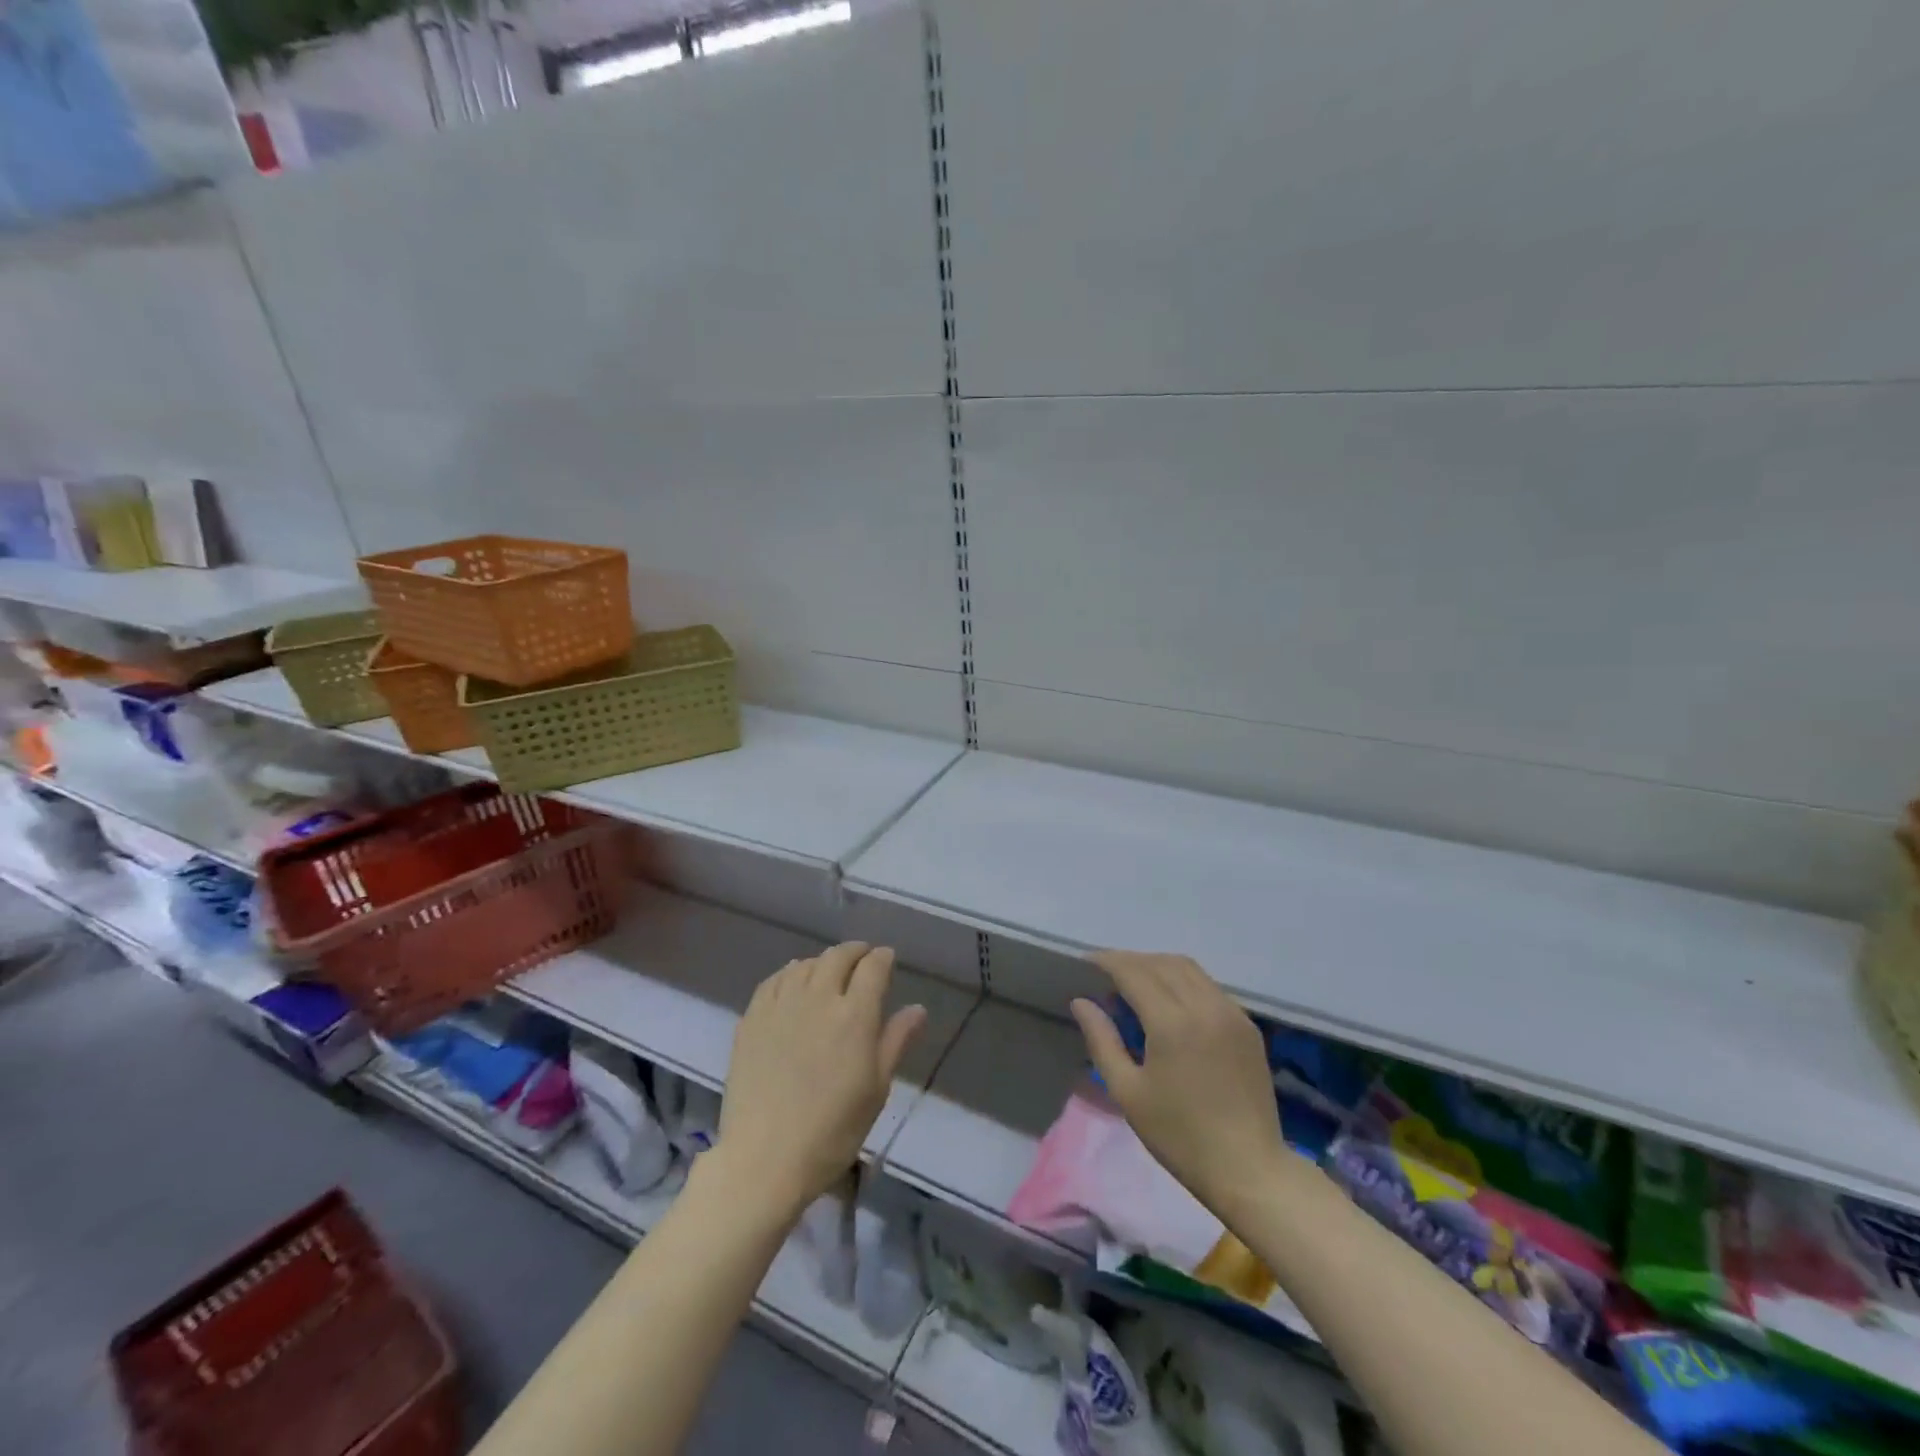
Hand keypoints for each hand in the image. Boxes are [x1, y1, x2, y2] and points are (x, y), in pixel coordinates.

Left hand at [718, 942, 926, 1215]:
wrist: (764, 1159)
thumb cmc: (832, 1131)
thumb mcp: (876, 1089)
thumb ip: (896, 1041)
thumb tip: (918, 1008)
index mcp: (855, 1015)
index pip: (873, 967)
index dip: (883, 958)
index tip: (887, 959)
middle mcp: (818, 998)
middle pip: (838, 957)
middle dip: (855, 952)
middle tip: (862, 959)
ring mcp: (781, 1005)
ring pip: (805, 964)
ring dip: (823, 962)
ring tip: (829, 972)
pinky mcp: (752, 1019)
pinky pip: (773, 980)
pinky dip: (789, 973)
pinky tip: (792, 983)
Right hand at [1072, 951, 1284, 1221]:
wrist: (1249, 1170)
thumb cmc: (1180, 1136)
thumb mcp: (1128, 1093)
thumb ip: (1102, 1040)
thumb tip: (1081, 1002)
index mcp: (1172, 1023)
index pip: (1134, 972)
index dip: (1107, 961)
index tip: (1085, 963)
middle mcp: (1205, 1006)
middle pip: (1161, 963)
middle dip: (1130, 961)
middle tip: (1105, 975)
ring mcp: (1231, 1013)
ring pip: (1188, 968)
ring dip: (1157, 966)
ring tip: (1135, 984)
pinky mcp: (1247, 1025)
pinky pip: (1209, 986)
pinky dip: (1183, 981)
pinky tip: (1170, 1003)